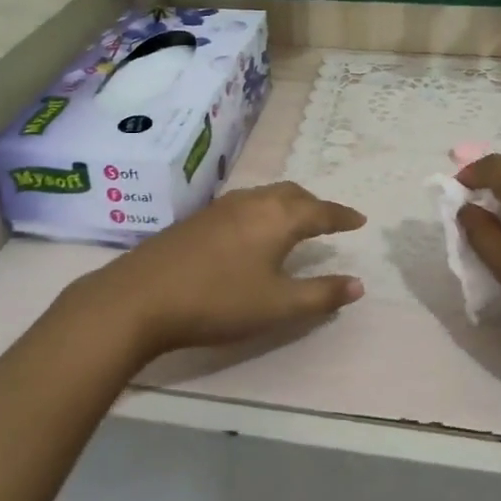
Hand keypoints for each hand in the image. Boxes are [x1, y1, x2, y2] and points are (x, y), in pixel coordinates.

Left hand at [59, 182, 365, 361]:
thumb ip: (321, 294)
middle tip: (329, 221)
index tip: (360, 220)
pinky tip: (253, 232)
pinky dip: (264, 210)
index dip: (342, 216)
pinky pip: (245, 204)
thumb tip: (358, 284)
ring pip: (266, 196)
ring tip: (295, 223)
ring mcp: (221, 207)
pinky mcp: (198, 218)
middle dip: (315, 205)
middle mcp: (252, 202)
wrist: (141, 297)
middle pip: (293, 194)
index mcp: (278, 217)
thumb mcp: (278, 306)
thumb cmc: (218, 301)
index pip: (321, 211)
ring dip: (288, 205)